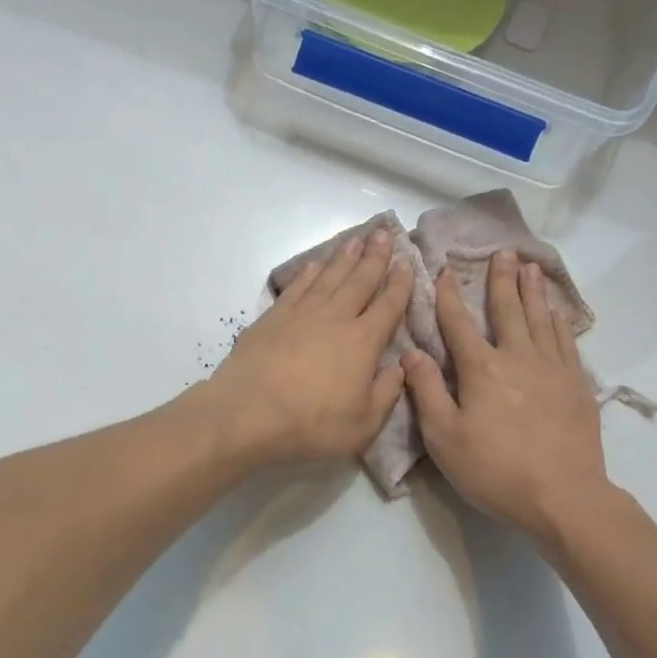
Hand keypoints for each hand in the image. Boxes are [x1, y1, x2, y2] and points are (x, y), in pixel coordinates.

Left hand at [200, 229, 411, 464]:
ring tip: (356, 240)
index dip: (400, 284)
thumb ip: (386, 392)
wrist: (248, 414)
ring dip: (344, 257)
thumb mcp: (363, 424)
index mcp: (363, 342)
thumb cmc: (311, 425)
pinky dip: (308, 274)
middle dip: (375, 256)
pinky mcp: (272, 318)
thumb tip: (400, 367)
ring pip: (329, 277)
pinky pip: (297, 288)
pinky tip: (315, 265)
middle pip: (359, 280)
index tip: (408, 263)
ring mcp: (301, 314)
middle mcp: (335, 318)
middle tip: (385, 232)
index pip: (388, 306)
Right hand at [402, 250, 609, 537]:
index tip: (445, 271)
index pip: (459, 324)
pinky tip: (557, 312)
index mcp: (482, 369)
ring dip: (533, 291)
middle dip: (502, 280)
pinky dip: (559, 321)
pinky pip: (566, 341)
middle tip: (504, 251)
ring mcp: (553, 369)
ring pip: (541, 319)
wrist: (563, 496)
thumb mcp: (444, 437)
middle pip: (508, 310)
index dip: (450, 297)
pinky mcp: (577, 385)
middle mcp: (518, 357)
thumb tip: (411, 352)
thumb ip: (426, 391)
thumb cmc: (494, 470)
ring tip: (530, 267)